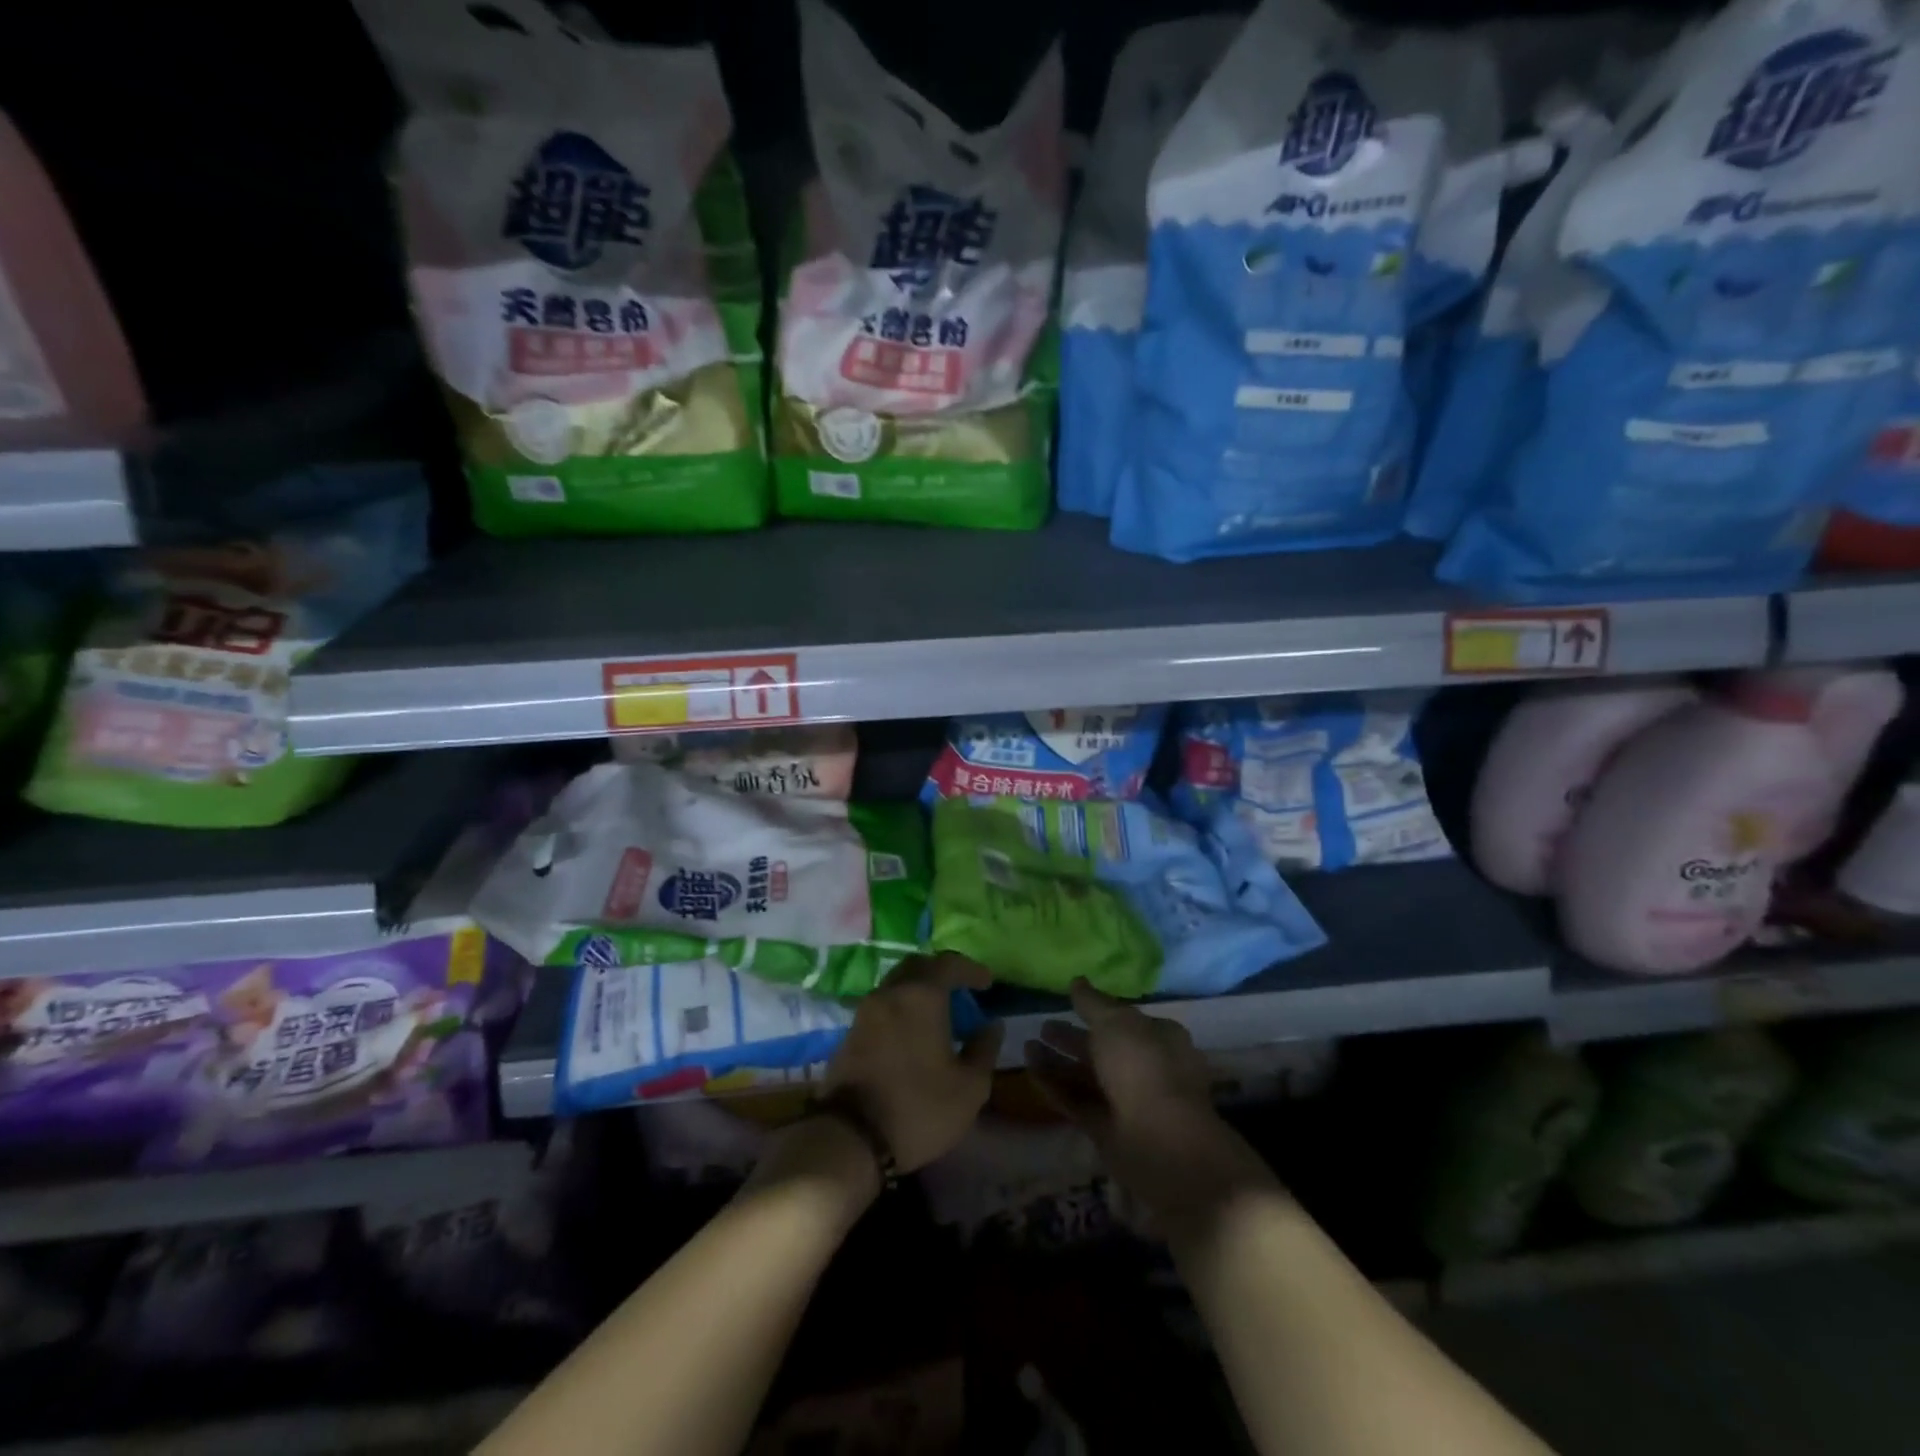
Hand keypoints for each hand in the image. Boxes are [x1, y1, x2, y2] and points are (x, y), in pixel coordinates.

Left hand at [822, 952, 1002, 1173]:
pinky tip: (913, 1030)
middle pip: (918, 966)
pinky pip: (882, 1005)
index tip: (987, 983)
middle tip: (961, 989)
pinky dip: (901, 1007)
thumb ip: (984, 1050)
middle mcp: (891, 992)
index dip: (971, 970)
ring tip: (938, 1012)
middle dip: (942, 972)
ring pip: (897, 984)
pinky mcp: (851, 1031)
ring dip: (919, 989)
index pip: (949, 963)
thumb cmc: (919, 1107)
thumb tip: (991, 1025)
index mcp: (921, 995)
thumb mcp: (969, 1087)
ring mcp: (866, 1010)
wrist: (850, 1137)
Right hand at [1024, 980, 1274, 1227]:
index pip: (1125, 1020)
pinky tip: (1029, 1070)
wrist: (1162, 1144)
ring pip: (1086, 1075)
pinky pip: (1076, 1100)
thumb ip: (1092, 1003)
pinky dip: (1054, 1085)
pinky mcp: (1105, 1128)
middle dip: (1072, 1037)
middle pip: (1102, 1048)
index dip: (1098, 1011)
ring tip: (1026, 1044)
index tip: (1069, 1003)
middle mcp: (1144, 1068)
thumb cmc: (1144, 1068)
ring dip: (1058, 1061)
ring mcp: (1125, 1101)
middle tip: (1042, 1026)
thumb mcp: (1116, 1022)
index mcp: (1158, 1038)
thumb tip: (1077, 982)